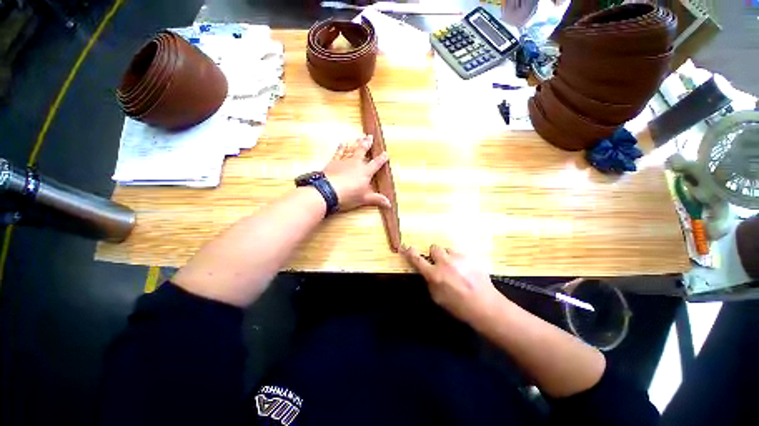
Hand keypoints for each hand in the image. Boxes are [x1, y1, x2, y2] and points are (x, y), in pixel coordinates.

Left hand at [323, 134, 389, 211]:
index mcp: (365, 172)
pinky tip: (342, 143)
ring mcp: (344, 161)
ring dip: (356, 143)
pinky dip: (341, 147)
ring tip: (359, 137)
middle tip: (370, 136)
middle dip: (367, 144)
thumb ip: (376, 199)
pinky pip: (339, 152)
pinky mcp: (333, 162)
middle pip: (363, 151)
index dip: (382, 159)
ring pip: (352, 149)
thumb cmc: (348, 196)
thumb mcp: (364, 199)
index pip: (376, 164)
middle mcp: (356, 163)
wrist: (327, 191)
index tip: (386, 153)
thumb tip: (389, 204)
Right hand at [402, 244, 502, 324]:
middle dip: (435, 255)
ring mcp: (459, 258)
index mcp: (434, 275)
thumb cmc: (458, 306)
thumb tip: (427, 272)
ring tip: (457, 268)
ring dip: (449, 257)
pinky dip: (460, 261)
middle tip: (440, 264)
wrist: (485, 306)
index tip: (408, 248)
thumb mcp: (437, 298)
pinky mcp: (471, 257)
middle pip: (434, 248)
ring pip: (448, 250)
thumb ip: (430, 282)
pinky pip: (461, 255)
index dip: (410, 253)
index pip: (417, 259)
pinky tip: (467, 271)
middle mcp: (445, 263)